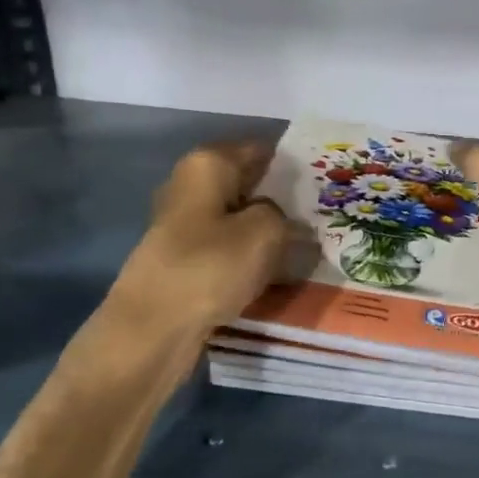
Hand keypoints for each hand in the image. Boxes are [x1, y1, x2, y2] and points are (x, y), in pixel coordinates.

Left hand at [97, 142, 307, 344]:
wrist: (153, 328)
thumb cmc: (210, 266)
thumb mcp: (265, 232)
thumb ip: (286, 218)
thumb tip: (287, 223)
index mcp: (208, 164)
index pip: (261, 150)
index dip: (293, 164)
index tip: (325, 184)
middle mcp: (191, 186)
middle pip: (249, 185)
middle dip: (284, 200)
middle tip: (324, 218)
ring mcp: (185, 225)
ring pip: (241, 220)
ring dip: (270, 233)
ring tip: (309, 248)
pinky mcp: (186, 260)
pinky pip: (230, 250)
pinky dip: (252, 258)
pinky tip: (279, 274)